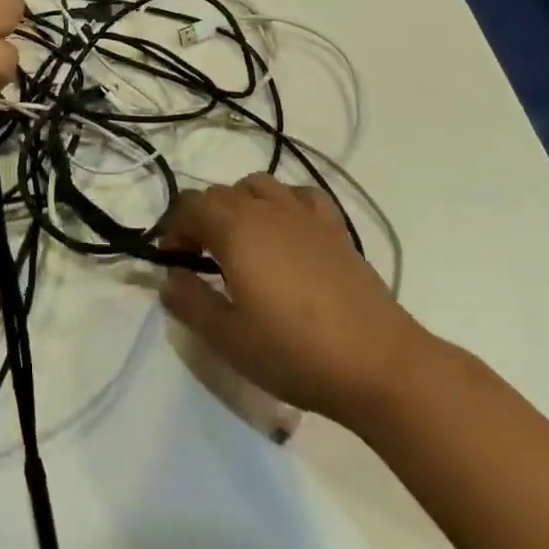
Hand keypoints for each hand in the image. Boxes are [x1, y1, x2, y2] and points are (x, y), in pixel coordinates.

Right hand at [161, 175, 425, 429]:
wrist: (378, 363)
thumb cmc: (294, 352)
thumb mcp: (228, 338)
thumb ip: (190, 303)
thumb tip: (170, 279)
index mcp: (235, 228)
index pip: (189, 205)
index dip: (174, 229)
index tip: (174, 263)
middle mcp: (266, 208)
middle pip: (220, 194)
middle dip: (202, 220)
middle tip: (201, 262)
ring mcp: (303, 213)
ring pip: (257, 186)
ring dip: (239, 205)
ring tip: (242, 244)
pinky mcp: (334, 227)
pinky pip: (299, 195)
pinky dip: (282, 203)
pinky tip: (286, 232)